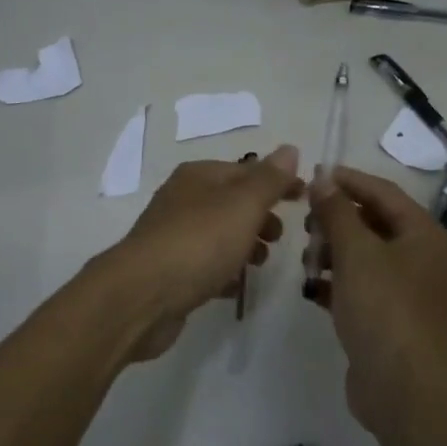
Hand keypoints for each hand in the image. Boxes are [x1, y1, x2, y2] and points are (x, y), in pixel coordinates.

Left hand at [103, 146, 303, 360]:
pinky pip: (204, 266)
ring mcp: (173, 237)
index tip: (305, 198)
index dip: (277, 182)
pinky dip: (223, 272)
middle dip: (260, 216)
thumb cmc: (198, 242)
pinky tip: (235, 287)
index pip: (246, 170)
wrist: (141, 296)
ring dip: (244, 245)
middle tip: (281, 237)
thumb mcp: (242, 205)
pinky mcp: (169, 272)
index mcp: (198, 176)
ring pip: (218, 235)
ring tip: (261, 263)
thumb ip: (269, 180)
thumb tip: (289, 149)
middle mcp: (182, 200)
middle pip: (231, 203)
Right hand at [305, 165, 446, 428]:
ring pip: (363, 256)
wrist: (402, 386)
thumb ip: (336, 211)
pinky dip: (336, 283)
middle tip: (305, 222)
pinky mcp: (389, 318)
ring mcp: (406, 290)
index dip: (348, 181)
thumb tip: (323, 177)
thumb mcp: (355, 251)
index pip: (383, 192)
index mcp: (423, 234)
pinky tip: (312, 288)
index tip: (314, 175)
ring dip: (333, 252)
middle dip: (336, 220)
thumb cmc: (383, 306)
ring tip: (307, 260)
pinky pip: (359, 287)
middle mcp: (420, 257)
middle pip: (373, 223)